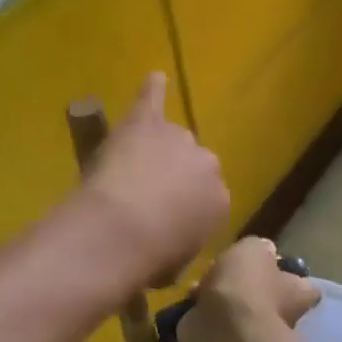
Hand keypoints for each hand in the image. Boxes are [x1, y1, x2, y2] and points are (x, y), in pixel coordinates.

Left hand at [80, 73, 228, 287]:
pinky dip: (153, 89)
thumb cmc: (150, 259)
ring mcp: (177, 139)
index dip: (181, 210)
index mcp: (220, 202)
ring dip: (154, 150)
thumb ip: (181, 243)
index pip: (205, 200)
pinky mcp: (146, 122)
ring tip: (129, 168)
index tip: (162, 221)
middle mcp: (207, 164)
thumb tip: (170, 243)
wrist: (120, 232)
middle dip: (172, 179)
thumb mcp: (176, 264)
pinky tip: (154, 77)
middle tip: (143, 198)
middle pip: (191, 165)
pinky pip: (153, 99)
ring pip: (170, 139)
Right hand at [185, 237, 320, 341]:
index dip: (289, 276)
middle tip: (225, 272)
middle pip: (268, 297)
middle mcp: (281, 315)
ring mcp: (254, 333)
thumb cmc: (246, 285)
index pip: (304, 286)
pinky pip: (218, 325)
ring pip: (239, 311)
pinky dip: (205, 315)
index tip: (273, 267)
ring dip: (221, 300)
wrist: (223, 330)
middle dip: (248, 287)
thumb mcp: (253, 249)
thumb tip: (266, 250)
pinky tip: (191, 303)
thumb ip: (259, 247)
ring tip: (199, 286)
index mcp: (295, 292)